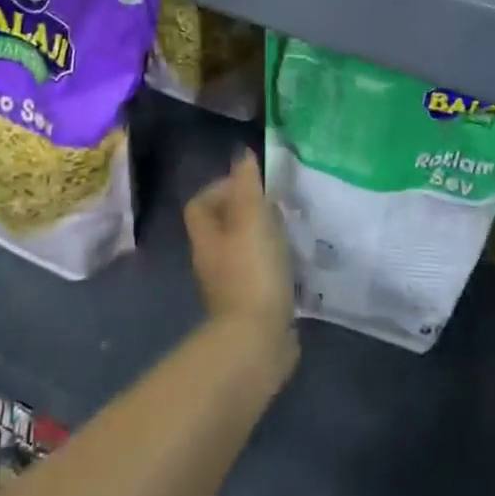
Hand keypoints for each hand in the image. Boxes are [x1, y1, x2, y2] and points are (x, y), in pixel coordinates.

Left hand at [185, 150, 294, 339]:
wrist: (257, 341)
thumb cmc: (252, 272)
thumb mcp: (252, 219)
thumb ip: (247, 185)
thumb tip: (241, 154)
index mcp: (206, 238)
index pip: (200, 203)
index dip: (220, 188)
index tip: (251, 185)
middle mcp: (211, 261)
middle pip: (222, 227)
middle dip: (247, 213)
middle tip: (277, 207)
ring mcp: (229, 288)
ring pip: (242, 252)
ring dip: (262, 240)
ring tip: (289, 232)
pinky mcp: (250, 308)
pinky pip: (258, 277)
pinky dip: (273, 267)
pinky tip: (294, 265)